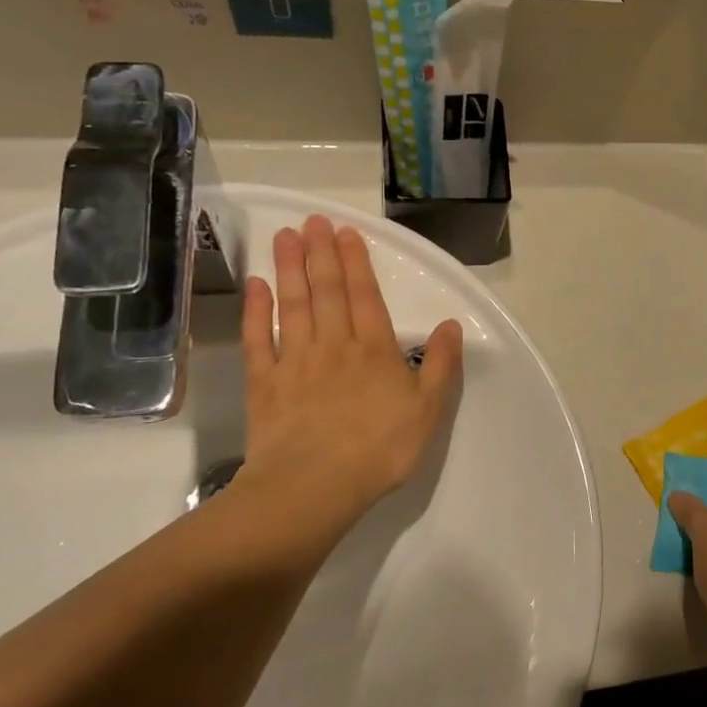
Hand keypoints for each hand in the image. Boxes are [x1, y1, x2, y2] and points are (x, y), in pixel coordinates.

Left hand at [235, 216, 462, 563]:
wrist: (314, 486)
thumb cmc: (380, 449)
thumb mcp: (428, 411)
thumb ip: (441, 365)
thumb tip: (451, 325)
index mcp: (374, 350)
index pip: (365, 296)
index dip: (355, 262)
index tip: (345, 231)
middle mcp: (333, 345)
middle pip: (326, 291)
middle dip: (320, 253)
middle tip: (312, 220)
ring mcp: (294, 361)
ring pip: (292, 305)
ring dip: (290, 268)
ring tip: (285, 236)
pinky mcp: (264, 383)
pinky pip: (258, 339)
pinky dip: (256, 311)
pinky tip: (255, 286)